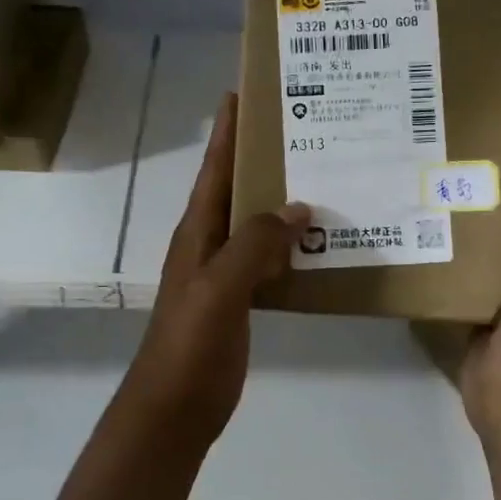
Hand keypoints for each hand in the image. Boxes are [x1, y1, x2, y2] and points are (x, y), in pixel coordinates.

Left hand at [114, 94, 308, 450]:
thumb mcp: (219, 287)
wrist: (175, 406)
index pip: (215, 169)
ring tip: (325, 177)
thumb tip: (297, 206)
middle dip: (263, 158)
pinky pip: (270, 261)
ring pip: (257, 225)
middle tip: (306, 131)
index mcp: (197, 232)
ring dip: (283, 202)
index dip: (228, 131)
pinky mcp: (242, 299)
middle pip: (238, 189)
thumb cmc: (190, 343)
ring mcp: (225, 273)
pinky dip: (292, 247)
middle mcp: (210, 243)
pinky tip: (320, 243)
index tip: (245, 92)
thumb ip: (254, 245)